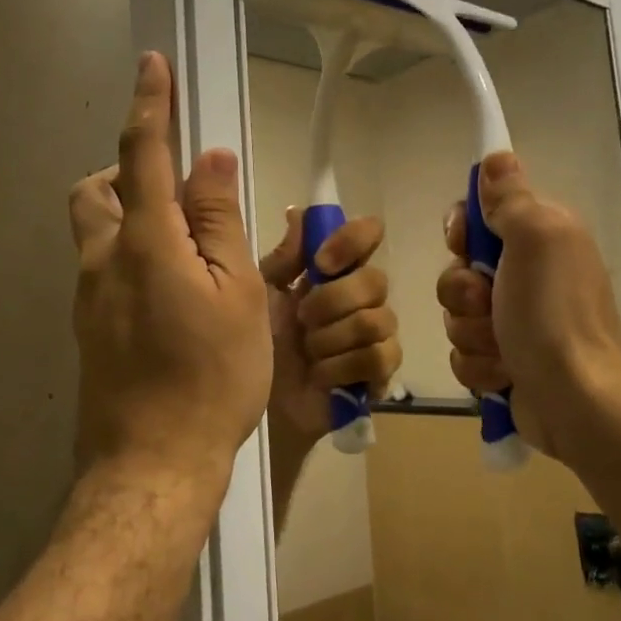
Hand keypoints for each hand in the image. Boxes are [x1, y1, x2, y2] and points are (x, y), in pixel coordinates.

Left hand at [69, 53, 271, 492]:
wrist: (152, 464)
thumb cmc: (210, 376)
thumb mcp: (237, 293)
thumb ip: (219, 221)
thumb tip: (211, 159)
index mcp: (144, 242)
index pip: (142, 153)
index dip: (149, 104)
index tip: (152, 65)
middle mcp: (102, 260)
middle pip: (95, 190)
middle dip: (128, 171)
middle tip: (179, 195)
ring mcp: (88, 297)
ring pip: (96, 230)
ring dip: (131, 215)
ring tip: (188, 250)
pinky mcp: (88, 328)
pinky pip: (103, 268)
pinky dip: (132, 255)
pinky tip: (174, 297)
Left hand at [259, 209, 400, 451]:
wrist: (242, 407)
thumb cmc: (239, 344)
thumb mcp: (254, 292)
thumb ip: (283, 257)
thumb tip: (299, 212)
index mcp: (328, 271)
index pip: (366, 234)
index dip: (352, 241)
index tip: (320, 263)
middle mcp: (356, 296)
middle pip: (376, 279)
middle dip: (332, 302)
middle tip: (302, 320)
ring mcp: (371, 336)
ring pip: (379, 319)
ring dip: (332, 339)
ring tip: (307, 353)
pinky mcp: (377, 375)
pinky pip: (381, 357)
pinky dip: (342, 368)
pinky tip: (319, 376)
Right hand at [438, 152, 620, 466]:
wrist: (575, 401)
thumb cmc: (552, 314)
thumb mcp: (535, 239)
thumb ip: (511, 198)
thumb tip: (497, 155)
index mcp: (541, 238)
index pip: (480, 216)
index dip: (463, 230)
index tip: (464, 244)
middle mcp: (529, 275)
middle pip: (460, 269)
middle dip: (463, 292)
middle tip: (486, 303)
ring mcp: (516, 322)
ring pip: (458, 314)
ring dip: (471, 333)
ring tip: (501, 348)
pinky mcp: (506, 362)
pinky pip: (465, 353)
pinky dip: (479, 365)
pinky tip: (503, 374)